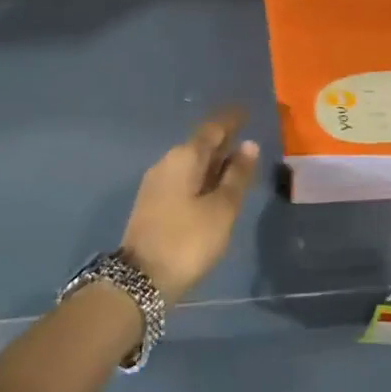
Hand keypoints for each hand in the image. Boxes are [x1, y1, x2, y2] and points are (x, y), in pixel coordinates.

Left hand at [121, 108, 260, 301]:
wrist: (141, 280)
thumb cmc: (188, 240)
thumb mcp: (221, 209)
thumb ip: (237, 176)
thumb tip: (249, 145)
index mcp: (184, 158)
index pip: (212, 129)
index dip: (230, 120)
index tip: (246, 112)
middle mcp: (167, 163)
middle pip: (200, 145)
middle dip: (223, 141)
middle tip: (247, 139)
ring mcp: (156, 184)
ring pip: (191, 163)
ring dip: (214, 162)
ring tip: (237, 164)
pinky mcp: (153, 203)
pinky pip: (184, 179)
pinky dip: (203, 178)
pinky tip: (214, 188)